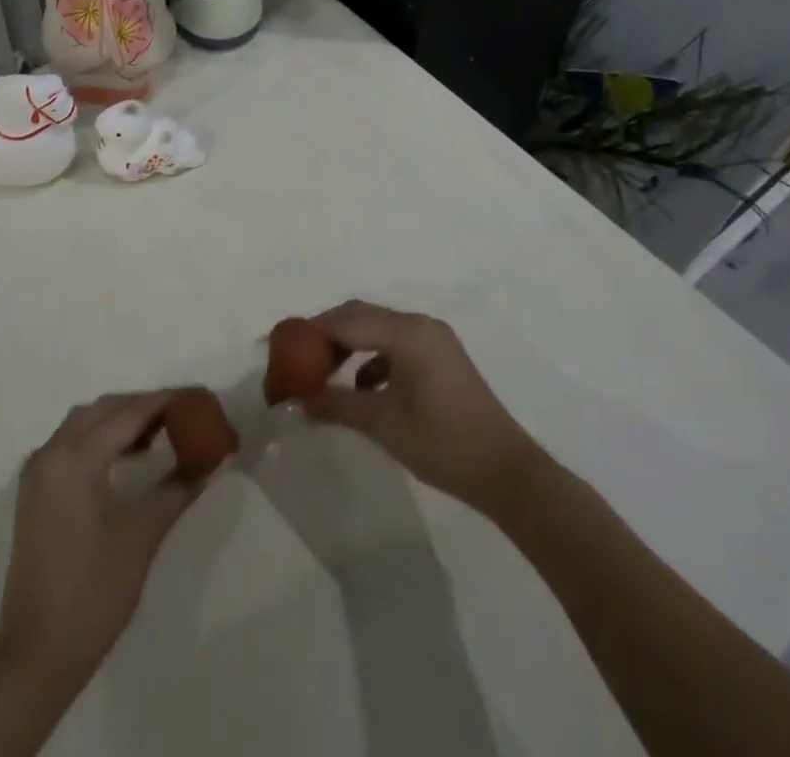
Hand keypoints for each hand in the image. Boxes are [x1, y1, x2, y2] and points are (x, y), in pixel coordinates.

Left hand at [0, 391, 212, 693]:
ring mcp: (38, 471)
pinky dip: (99, 437)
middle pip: (103, 409)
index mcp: (76, 457)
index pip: (128, 413)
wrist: (37, 654)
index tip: (197, 397)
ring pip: (83, 422)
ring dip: (119, 420)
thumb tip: (212, 462)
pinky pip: (70, 443)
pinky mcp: (34, 490)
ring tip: (159, 433)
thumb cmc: (94, 593)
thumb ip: (178, 490)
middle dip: (142, 406)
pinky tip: (125, 456)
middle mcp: (51, 452)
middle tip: (181, 414)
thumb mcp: (142, 537)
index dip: (165, 401)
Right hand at [299, 300, 544, 515]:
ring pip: (377, 328)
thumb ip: (335, 405)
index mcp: (407, 332)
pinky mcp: (441, 356)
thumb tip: (296, 400)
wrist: (508, 472)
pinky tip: (362, 387)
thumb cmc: (442, 443)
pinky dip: (372, 357)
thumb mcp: (382, 424)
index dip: (310, 332)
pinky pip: (395, 344)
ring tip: (322, 372)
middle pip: (360, 316)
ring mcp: (434, 339)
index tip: (281, 347)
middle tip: (297, 357)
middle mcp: (420, 324)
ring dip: (348, 344)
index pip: (345, 320)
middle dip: (326, 334)